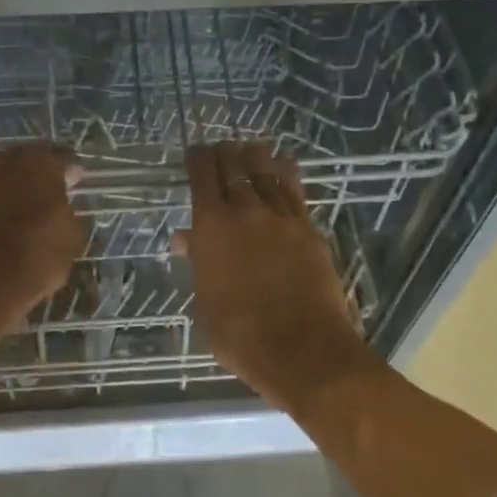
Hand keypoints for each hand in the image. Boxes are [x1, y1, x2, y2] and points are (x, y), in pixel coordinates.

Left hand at [0, 130, 85, 338]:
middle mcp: (9, 159)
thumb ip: (66, 214)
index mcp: (44, 168)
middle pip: (28, 155)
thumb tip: (59, 206)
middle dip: (37, 167)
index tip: (74, 181)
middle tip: (41, 186)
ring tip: (7, 174)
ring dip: (4, 164)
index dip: (71, 170)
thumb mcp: (70, 242)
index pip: (64, 158)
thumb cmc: (32, 265)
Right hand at [173, 143, 377, 415]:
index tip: (194, 153)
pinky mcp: (309, 229)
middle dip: (225, 152)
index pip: (202, 176)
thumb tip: (187, 240)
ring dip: (256, 156)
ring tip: (251, 147)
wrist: (302, 349)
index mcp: (212, 226)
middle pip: (235, 166)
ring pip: (267, 172)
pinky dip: (287, 173)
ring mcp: (281, 218)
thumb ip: (198, 262)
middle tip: (222, 148)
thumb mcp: (204, 302)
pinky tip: (285, 163)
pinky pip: (295, 191)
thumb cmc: (240, 335)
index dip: (197, 158)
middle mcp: (246, 211)